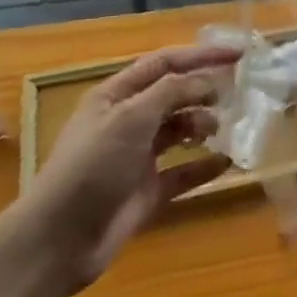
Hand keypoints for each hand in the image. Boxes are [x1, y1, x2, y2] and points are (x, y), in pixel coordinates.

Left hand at [5, 42, 240, 291]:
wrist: (58, 241)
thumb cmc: (92, 167)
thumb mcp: (131, 118)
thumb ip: (171, 92)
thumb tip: (207, 81)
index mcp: (115, 96)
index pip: (164, 63)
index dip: (200, 56)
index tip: (238, 55)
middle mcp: (127, 122)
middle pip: (173, 95)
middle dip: (202, 91)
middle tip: (231, 97)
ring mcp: (138, 158)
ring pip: (179, 131)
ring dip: (203, 126)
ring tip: (218, 131)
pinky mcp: (148, 192)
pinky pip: (183, 172)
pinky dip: (204, 167)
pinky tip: (226, 163)